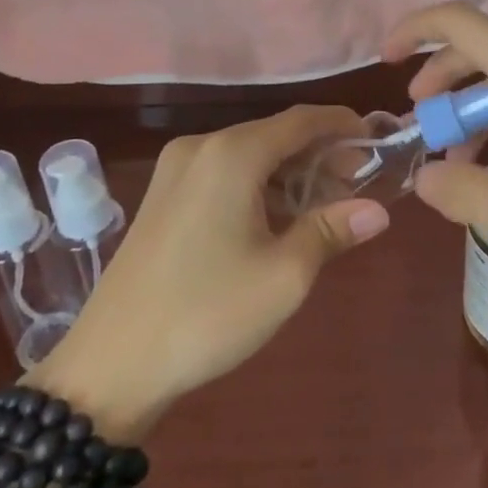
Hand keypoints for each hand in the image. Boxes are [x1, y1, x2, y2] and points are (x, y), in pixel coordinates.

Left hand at [27, 105, 389, 437]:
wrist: (109, 367)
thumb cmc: (207, 314)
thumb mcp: (285, 275)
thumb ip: (333, 230)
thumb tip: (378, 210)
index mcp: (232, 154)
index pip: (302, 120)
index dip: (343, 125)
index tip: (377, 142)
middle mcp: (202, 147)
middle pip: (276, 134)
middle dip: (321, 153)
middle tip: (358, 184)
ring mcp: (176, 170)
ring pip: (250, 154)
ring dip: (291, 172)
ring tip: (326, 204)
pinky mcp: (162, 196)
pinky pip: (224, 173)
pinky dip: (260, 184)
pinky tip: (279, 217)